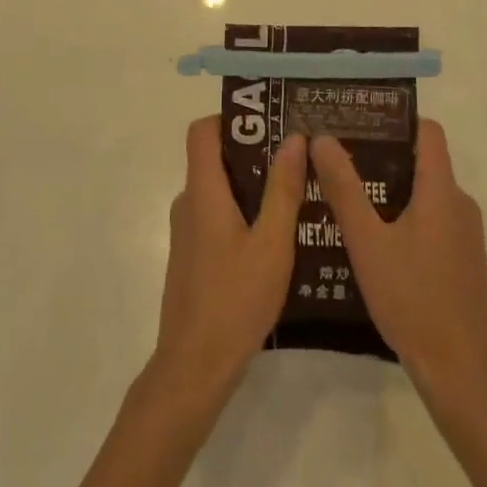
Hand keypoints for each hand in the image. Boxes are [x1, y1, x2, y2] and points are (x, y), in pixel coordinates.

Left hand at [153, 117, 306, 400]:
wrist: (194, 368)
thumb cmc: (235, 300)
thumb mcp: (272, 244)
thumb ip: (283, 189)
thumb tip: (293, 137)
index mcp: (203, 192)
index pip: (202, 131)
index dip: (232, 119)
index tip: (270, 122)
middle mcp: (189, 203)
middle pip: (215, 158)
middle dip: (255, 152)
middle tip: (298, 157)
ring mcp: (188, 232)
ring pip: (220, 191)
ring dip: (253, 186)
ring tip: (297, 193)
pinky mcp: (193, 256)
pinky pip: (218, 216)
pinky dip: (244, 213)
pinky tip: (278, 236)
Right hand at [311, 120, 486, 393]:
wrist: (460, 370)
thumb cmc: (412, 299)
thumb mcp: (367, 242)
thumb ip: (344, 189)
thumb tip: (322, 138)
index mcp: (442, 190)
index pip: (427, 131)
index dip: (396, 119)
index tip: (359, 120)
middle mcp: (460, 203)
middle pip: (424, 161)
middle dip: (383, 155)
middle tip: (341, 158)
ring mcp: (466, 234)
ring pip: (426, 194)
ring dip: (392, 189)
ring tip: (349, 196)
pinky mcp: (464, 260)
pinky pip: (433, 220)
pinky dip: (405, 216)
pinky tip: (374, 239)